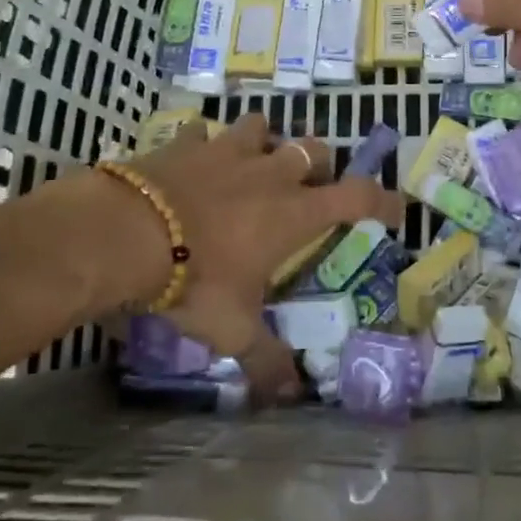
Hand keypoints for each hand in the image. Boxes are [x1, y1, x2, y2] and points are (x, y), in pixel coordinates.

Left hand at [105, 115, 402, 366]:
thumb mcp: (232, 330)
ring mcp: (226, 151)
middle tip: (308, 186)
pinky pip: (202, 131)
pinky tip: (195, 157)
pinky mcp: (186, 143)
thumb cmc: (194, 280)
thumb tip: (291, 394)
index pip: (357, 196)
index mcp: (293, 212)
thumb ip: (265, 359)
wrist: (127, 234)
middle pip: (313, 149)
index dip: (382, 200)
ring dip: (264, 140)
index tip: (394, 209)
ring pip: (260, 126)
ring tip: (254, 161)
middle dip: (319, 163)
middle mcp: (268, 173)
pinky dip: (204, 143)